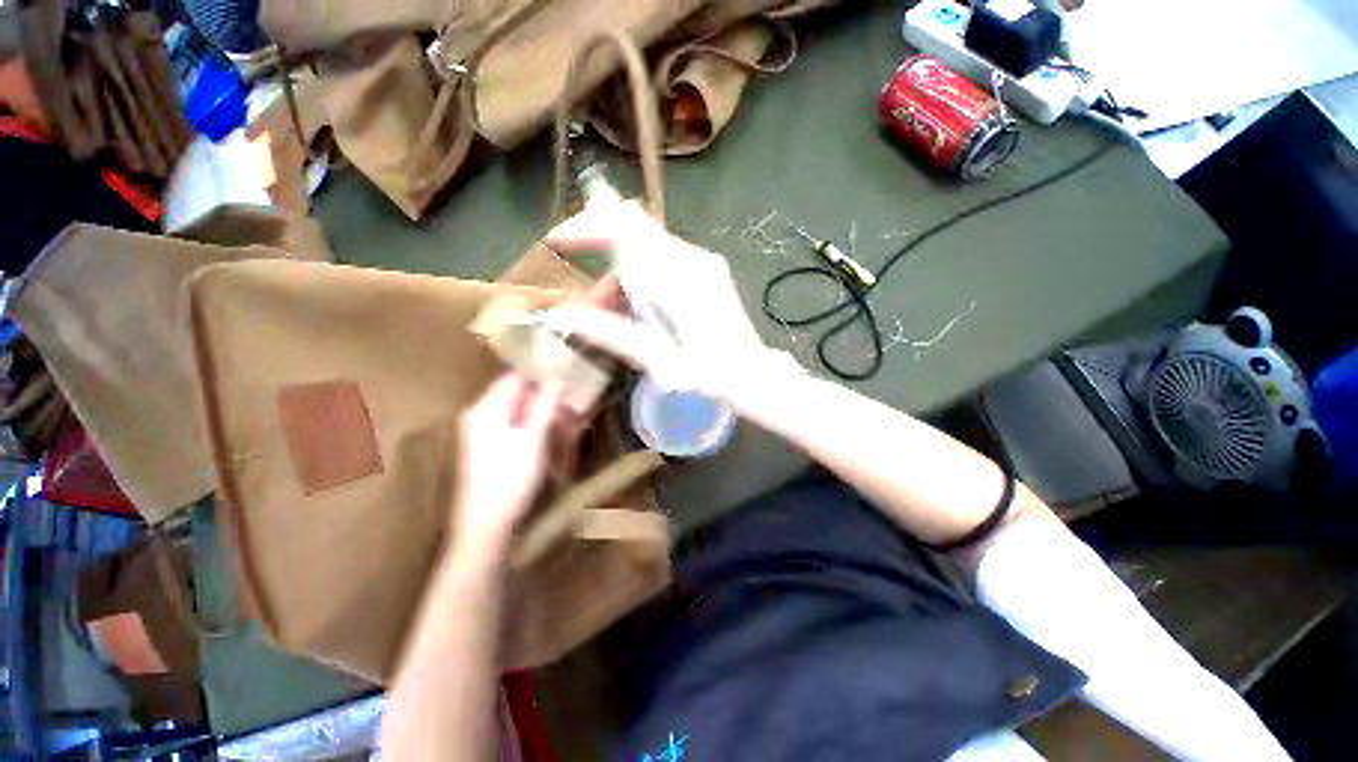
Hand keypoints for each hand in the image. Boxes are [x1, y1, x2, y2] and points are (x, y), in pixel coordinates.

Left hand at [453, 373, 564, 555]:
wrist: (485, 526)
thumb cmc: (510, 478)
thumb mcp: (533, 438)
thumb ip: (545, 404)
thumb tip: (557, 377)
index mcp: (485, 408)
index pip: (515, 377)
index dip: (541, 378)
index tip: (567, 384)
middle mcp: (479, 415)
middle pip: (517, 396)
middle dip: (546, 401)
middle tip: (572, 413)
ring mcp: (481, 433)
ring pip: (518, 414)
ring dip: (543, 417)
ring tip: (566, 429)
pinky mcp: (487, 449)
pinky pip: (513, 429)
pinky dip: (533, 431)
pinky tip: (549, 442)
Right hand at [545, 199, 793, 401]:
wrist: (752, 375)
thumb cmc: (708, 374)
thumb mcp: (656, 359)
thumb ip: (610, 333)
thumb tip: (564, 316)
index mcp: (676, 277)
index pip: (624, 225)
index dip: (587, 225)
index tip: (559, 243)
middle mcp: (690, 258)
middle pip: (633, 231)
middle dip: (602, 259)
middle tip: (590, 305)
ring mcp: (702, 262)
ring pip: (646, 248)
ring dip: (622, 275)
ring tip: (614, 317)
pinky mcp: (707, 270)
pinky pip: (663, 260)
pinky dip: (641, 279)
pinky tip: (640, 310)